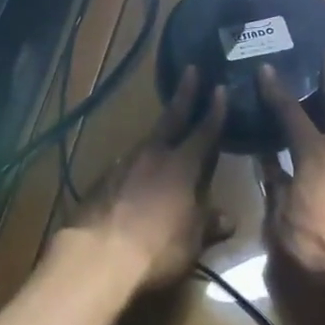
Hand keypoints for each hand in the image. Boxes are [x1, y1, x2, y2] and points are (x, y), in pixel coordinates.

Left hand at [64, 67, 229, 290]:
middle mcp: (153, 155)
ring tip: (166, 131)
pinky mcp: (102, 179)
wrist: (97, 255)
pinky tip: (137, 172)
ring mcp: (123, 164)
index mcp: (182, 166)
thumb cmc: (156, 247)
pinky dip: (137, 162)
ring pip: (147, 141)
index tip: (220, 88)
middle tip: (191, 70)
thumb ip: (209, 223)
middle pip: (172, 119)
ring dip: (159, 133)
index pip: (204, 132)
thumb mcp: (192, 240)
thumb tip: (227, 218)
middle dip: (184, 94)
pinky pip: (126, 163)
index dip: (215, 111)